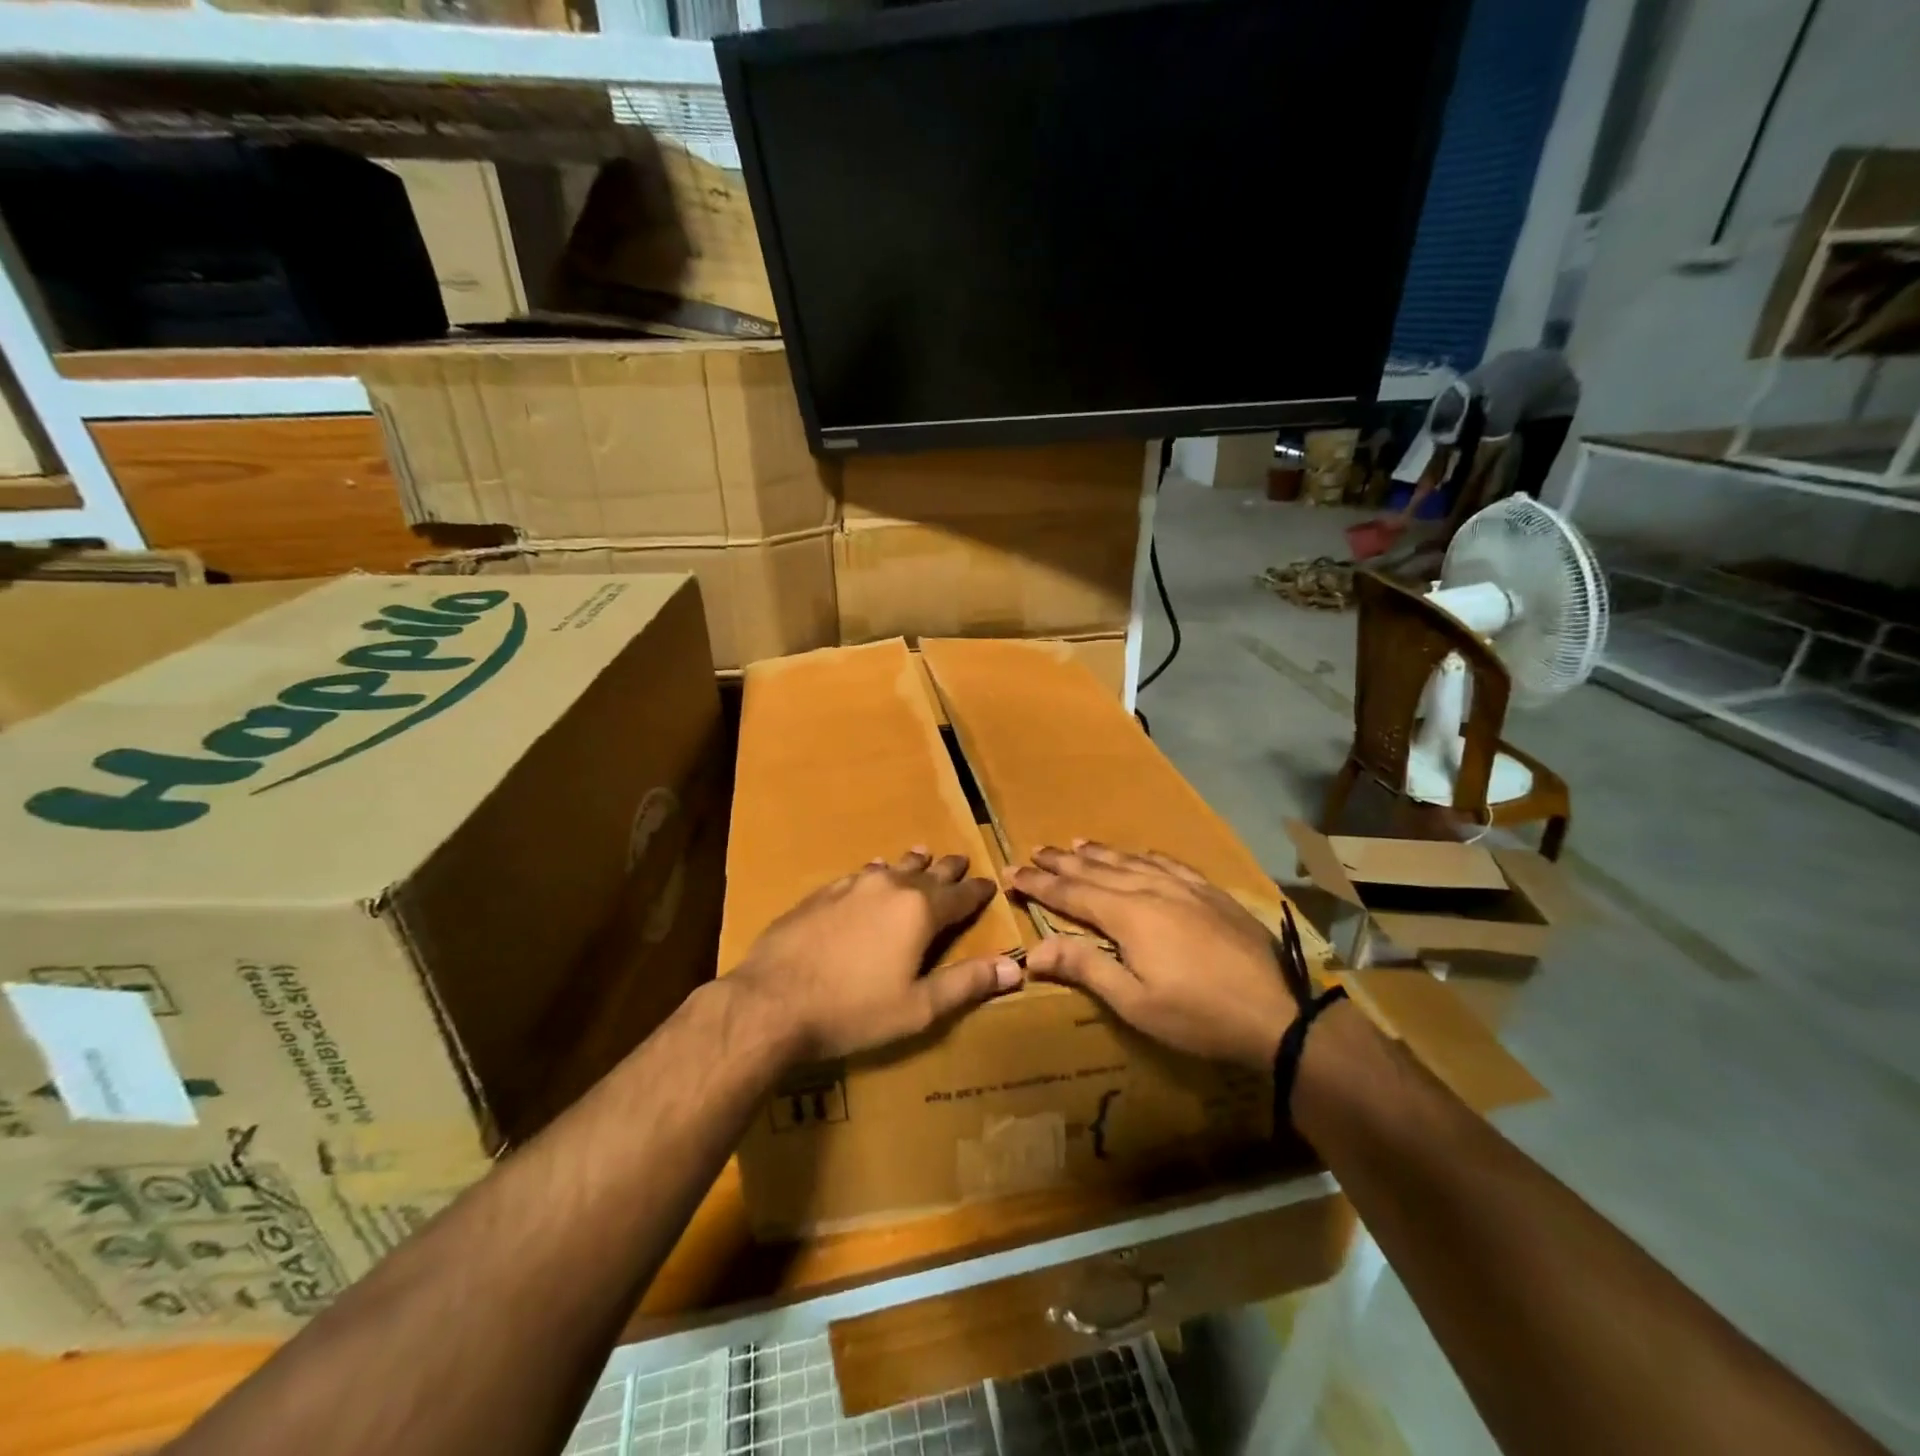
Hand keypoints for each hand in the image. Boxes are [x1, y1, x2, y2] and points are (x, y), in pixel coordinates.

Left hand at [731, 849, 1021, 1061]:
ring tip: (922, 855)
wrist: (772, 1001)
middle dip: (947, 869)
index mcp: (920, 911)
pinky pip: (859, 874)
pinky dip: (875, 872)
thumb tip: (1015, 968)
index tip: (989, 884)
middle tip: (960, 861)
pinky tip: (871, 871)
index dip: (977, 891)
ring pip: (892, 867)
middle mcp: (890, 887)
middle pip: (927, 873)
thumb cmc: (853, 1011)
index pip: (960, 895)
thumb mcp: (918, 1008)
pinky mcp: (821, 893)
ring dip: (911, 864)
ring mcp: (852, 886)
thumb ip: (967, 984)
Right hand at [1009, 842, 1297, 1070]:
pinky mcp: (1210, 892)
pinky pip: (1168, 863)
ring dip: (1099, 853)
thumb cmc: (1197, 1015)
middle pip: (1096, 870)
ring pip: (1130, 861)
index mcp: (1127, 915)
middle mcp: (1150, 889)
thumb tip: (1032, 951)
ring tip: (1075, 843)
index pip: (1071, 893)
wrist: (1278, 1011)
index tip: (1012, 871)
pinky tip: (1140, 853)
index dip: (1039, 883)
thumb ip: (1084, 968)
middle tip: (1035, 850)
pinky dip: (1145, 856)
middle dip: (1062, 861)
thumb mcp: (1134, 1002)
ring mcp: (1183, 887)